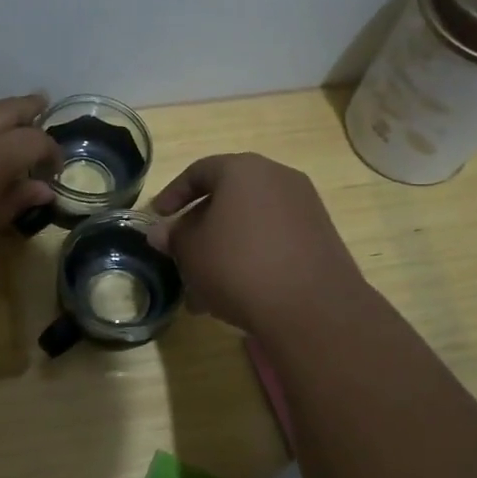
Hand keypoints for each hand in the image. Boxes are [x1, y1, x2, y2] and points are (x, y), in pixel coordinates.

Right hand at [147, 153, 365, 333]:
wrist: (312, 307)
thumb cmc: (238, 266)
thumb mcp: (191, 252)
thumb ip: (173, 237)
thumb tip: (161, 232)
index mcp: (243, 170)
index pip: (198, 171)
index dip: (172, 195)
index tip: (157, 219)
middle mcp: (278, 178)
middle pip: (226, 198)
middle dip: (199, 230)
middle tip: (181, 259)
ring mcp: (304, 207)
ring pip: (249, 224)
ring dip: (224, 250)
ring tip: (205, 292)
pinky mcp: (320, 237)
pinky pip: (274, 240)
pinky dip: (252, 258)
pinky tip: (238, 294)